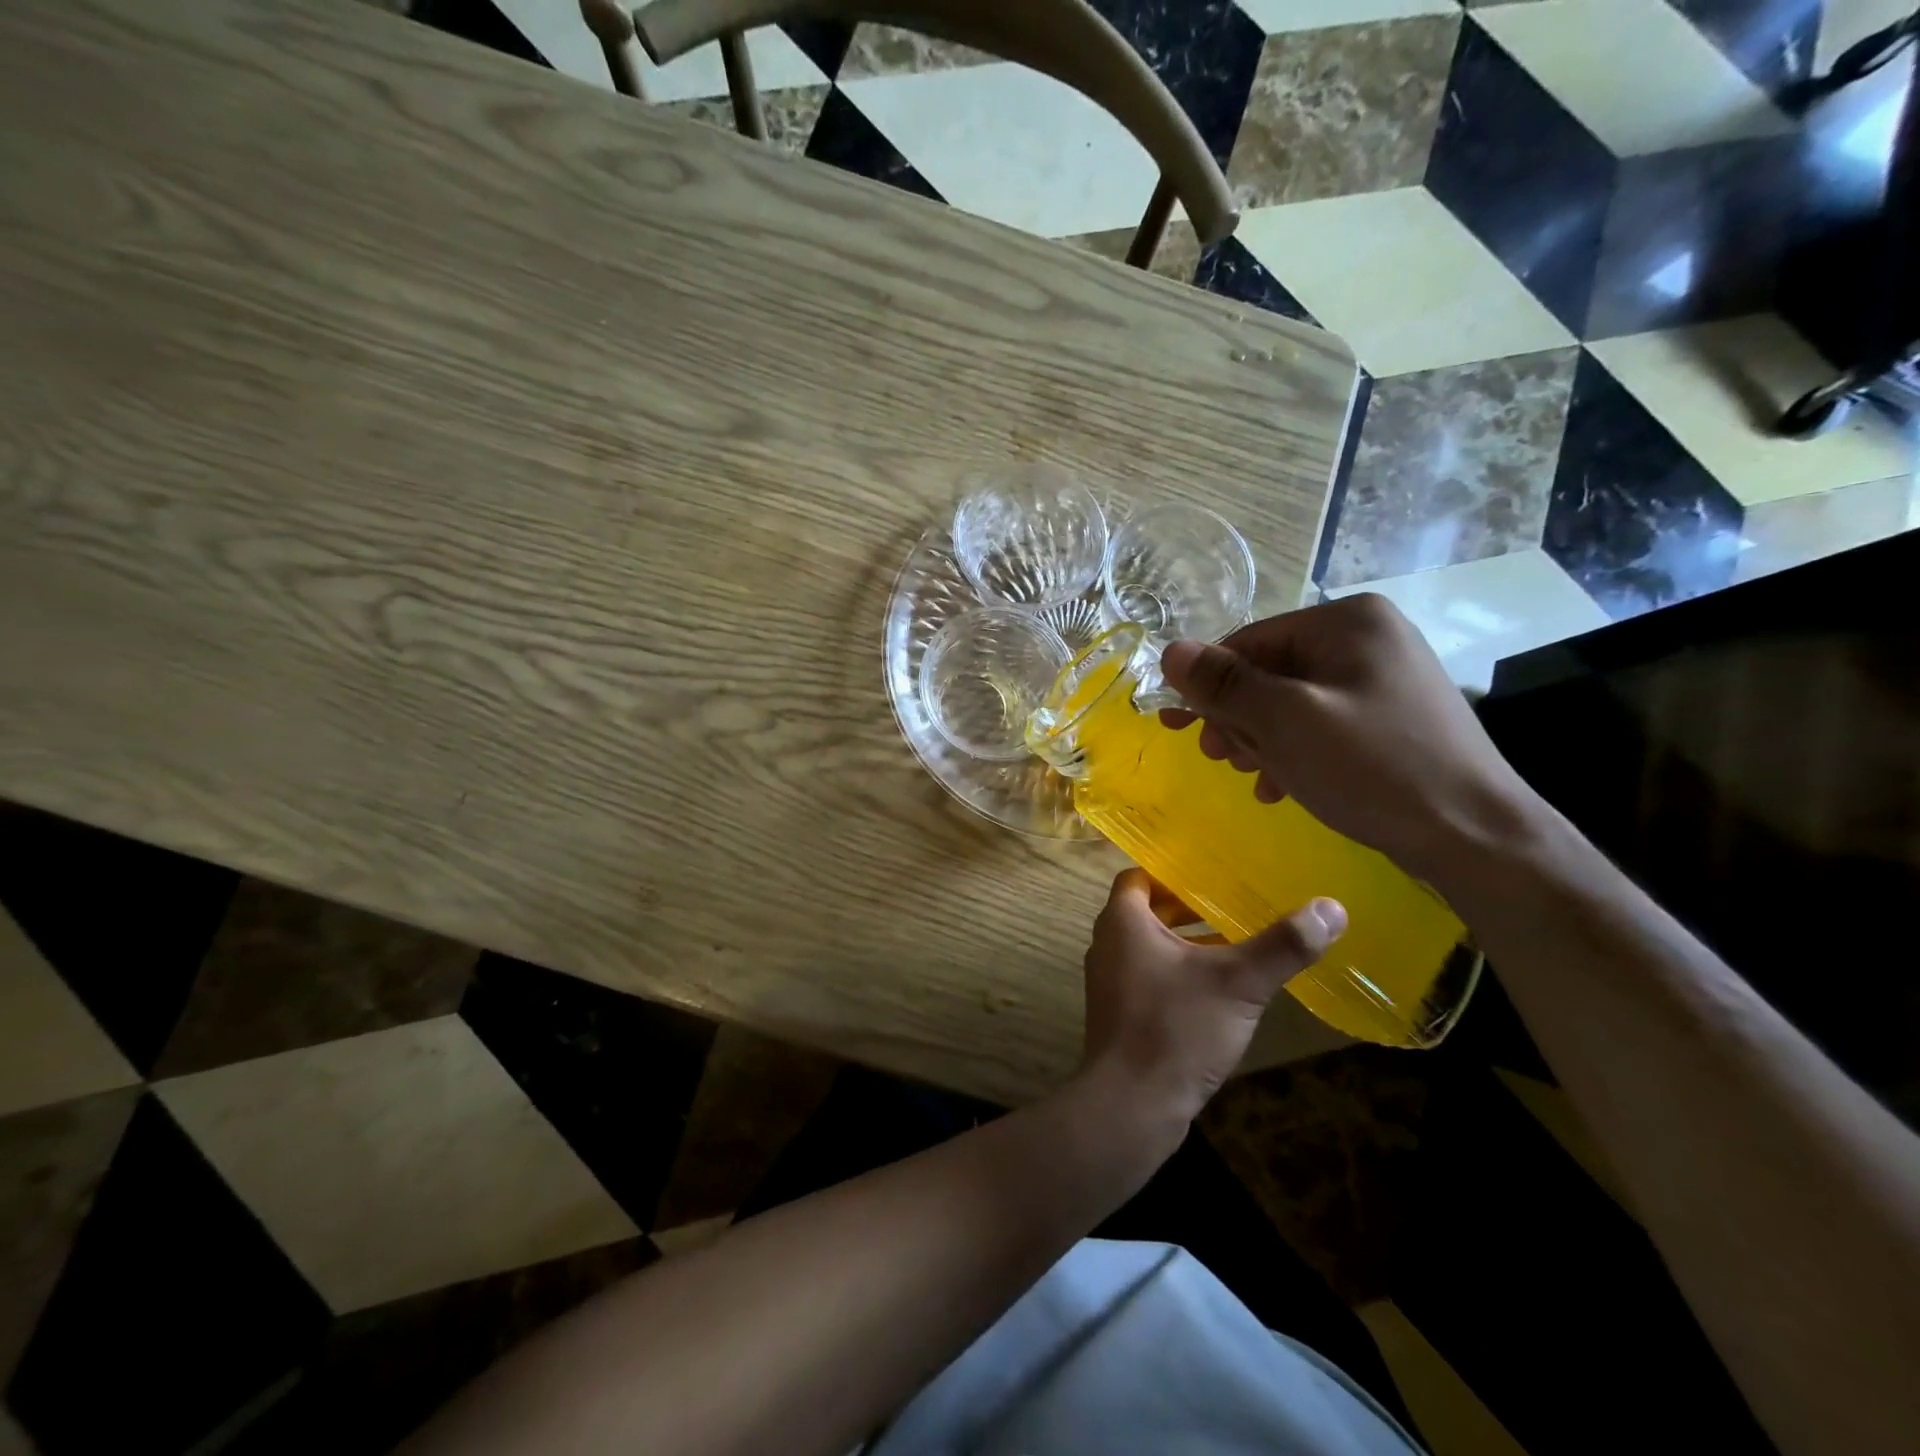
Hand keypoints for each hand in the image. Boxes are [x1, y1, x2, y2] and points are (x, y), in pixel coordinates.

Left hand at [1078, 868, 1344, 1130]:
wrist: (1131, 1105)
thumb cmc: (1176, 1029)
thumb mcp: (1237, 983)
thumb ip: (1282, 945)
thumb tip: (1331, 907)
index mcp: (1122, 921)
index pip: (1141, 877)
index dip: (1173, 872)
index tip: (1212, 871)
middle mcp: (1109, 944)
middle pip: (1148, 910)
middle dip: (1189, 907)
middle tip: (1234, 901)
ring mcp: (1111, 982)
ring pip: (1152, 946)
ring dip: (1188, 941)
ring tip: (1237, 941)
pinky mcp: (1121, 1014)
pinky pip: (1151, 977)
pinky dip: (1181, 972)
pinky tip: (1220, 990)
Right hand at [1158, 593, 1542, 887]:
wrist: (1474, 835)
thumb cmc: (1373, 768)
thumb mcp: (1286, 722)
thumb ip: (1224, 684)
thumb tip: (1170, 651)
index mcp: (1347, 621)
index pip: (1249, 641)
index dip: (1208, 684)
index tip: (1177, 727)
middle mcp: (1367, 638)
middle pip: (1270, 671)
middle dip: (1238, 718)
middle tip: (1218, 758)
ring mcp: (1382, 678)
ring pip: (1291, 701)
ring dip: (1261, 739)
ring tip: (1254, 777)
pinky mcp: (1388, 717)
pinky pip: (1320, 723)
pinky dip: (1294, 751)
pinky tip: (1281, 787)